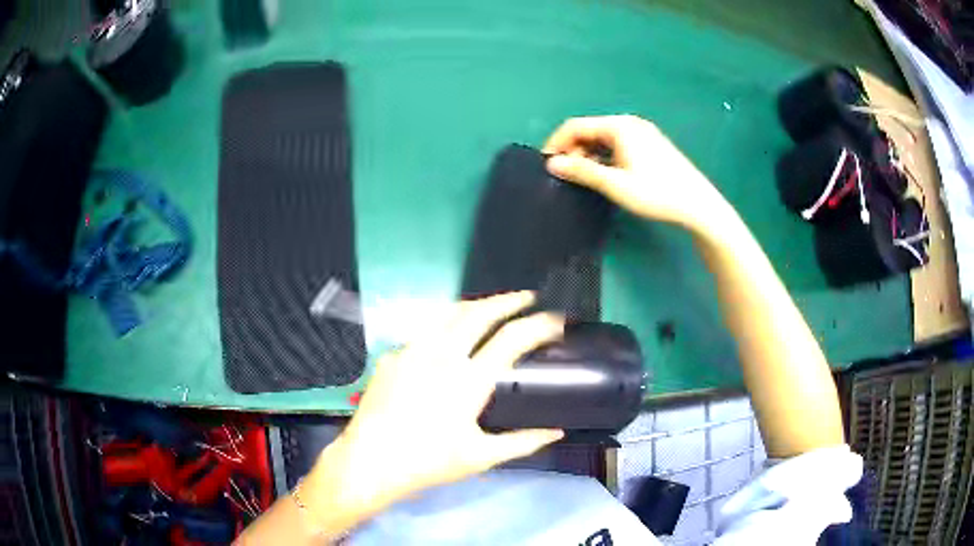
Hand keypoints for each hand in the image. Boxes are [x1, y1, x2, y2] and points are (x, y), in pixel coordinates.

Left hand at [304, 292, 564, 527]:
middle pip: (479, 312)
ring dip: (475, 305)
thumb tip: (556, 432)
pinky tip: (448, 336)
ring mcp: (412, 351)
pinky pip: (424, 331)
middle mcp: (441, 355)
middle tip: (526, 298)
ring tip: (491, 307)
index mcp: (468, 380)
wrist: (370, 462)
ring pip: (448, 313)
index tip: (555, 319)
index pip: (512, 339)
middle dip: (508, 300)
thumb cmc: (428, 463)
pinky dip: (446, 325)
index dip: (539, 324)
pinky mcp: (393, 356)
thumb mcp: (481, 457)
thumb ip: (523, 442)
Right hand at [543, 115, 732, 235]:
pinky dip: (604, 156)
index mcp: (618, 126)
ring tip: (583, 178)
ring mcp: (642, 133)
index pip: (575, 126)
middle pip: (590, 130)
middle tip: (565, 176)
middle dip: (573, 150)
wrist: (698, 205)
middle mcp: (629, 123)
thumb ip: (582, 171)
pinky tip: (605, 174)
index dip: (556, 143)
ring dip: (588, 154)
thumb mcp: (615, 184)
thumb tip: (552, 164)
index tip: (545, 165)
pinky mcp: (650, 144)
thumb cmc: (656, 192)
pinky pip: (617, 144)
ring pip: (603, 138)